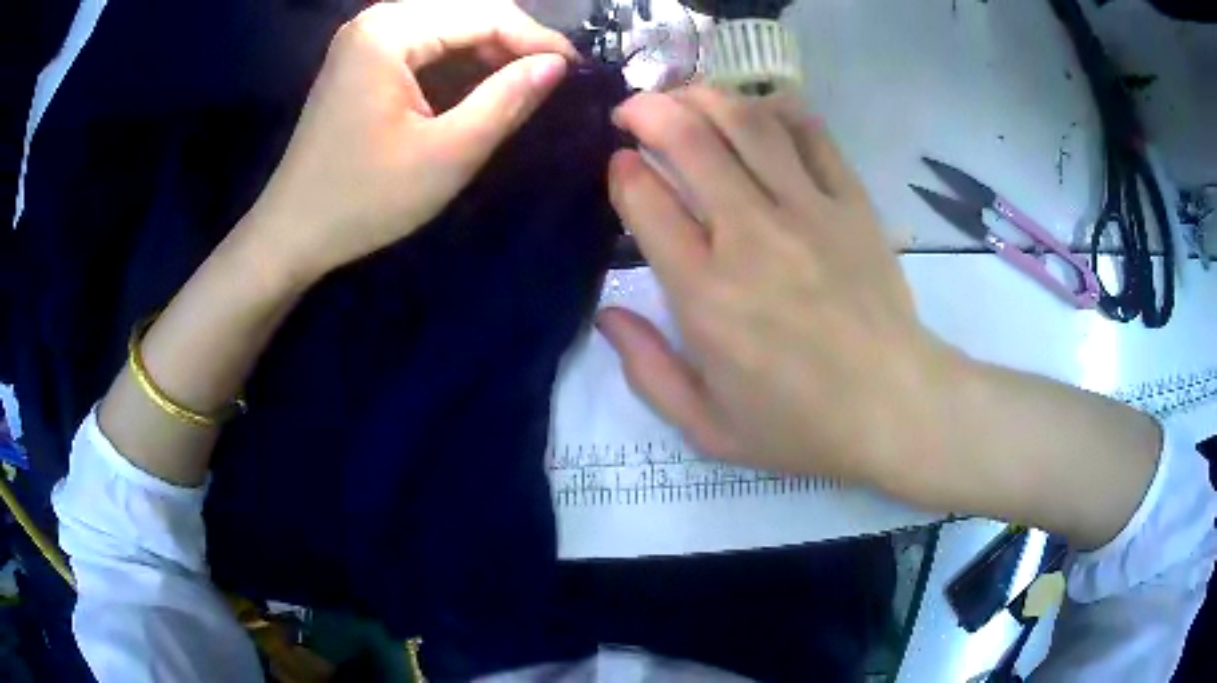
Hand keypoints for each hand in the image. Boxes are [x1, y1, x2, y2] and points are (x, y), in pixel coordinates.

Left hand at [244, 0, 575, 284]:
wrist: (293, 232)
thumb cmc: (364, 200)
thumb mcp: (447, 154)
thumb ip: (507, 100)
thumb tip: (556, 65)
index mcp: (389, 33)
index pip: (485, 13)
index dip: (537, 39)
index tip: (576, 71)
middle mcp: (376, 21)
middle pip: (466, 11)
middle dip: (513, 43)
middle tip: (551, 81)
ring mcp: (366, 38)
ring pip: (448, 26)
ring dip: (489, 51)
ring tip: (523, 85)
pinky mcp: (362, 59)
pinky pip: (425, 44)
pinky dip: (458, 61)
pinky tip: (478, 86)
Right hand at [599, 87, 964, 497]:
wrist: (895, 409)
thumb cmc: (800, 425)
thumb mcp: (706, 427)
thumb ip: (646, 370)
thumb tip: (607, 314)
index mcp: (705, 294)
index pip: (646, 200)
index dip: (622, 171)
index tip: (620, 166)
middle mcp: (751, 235)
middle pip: (689, 140)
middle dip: (647, 111)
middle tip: (633, 109)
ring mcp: (809, 210)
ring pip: (746, 122)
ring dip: (704, 96)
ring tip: (685, 97)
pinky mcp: (852, 203)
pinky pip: (812, 134)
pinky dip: (779, 108)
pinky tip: (759, 109)